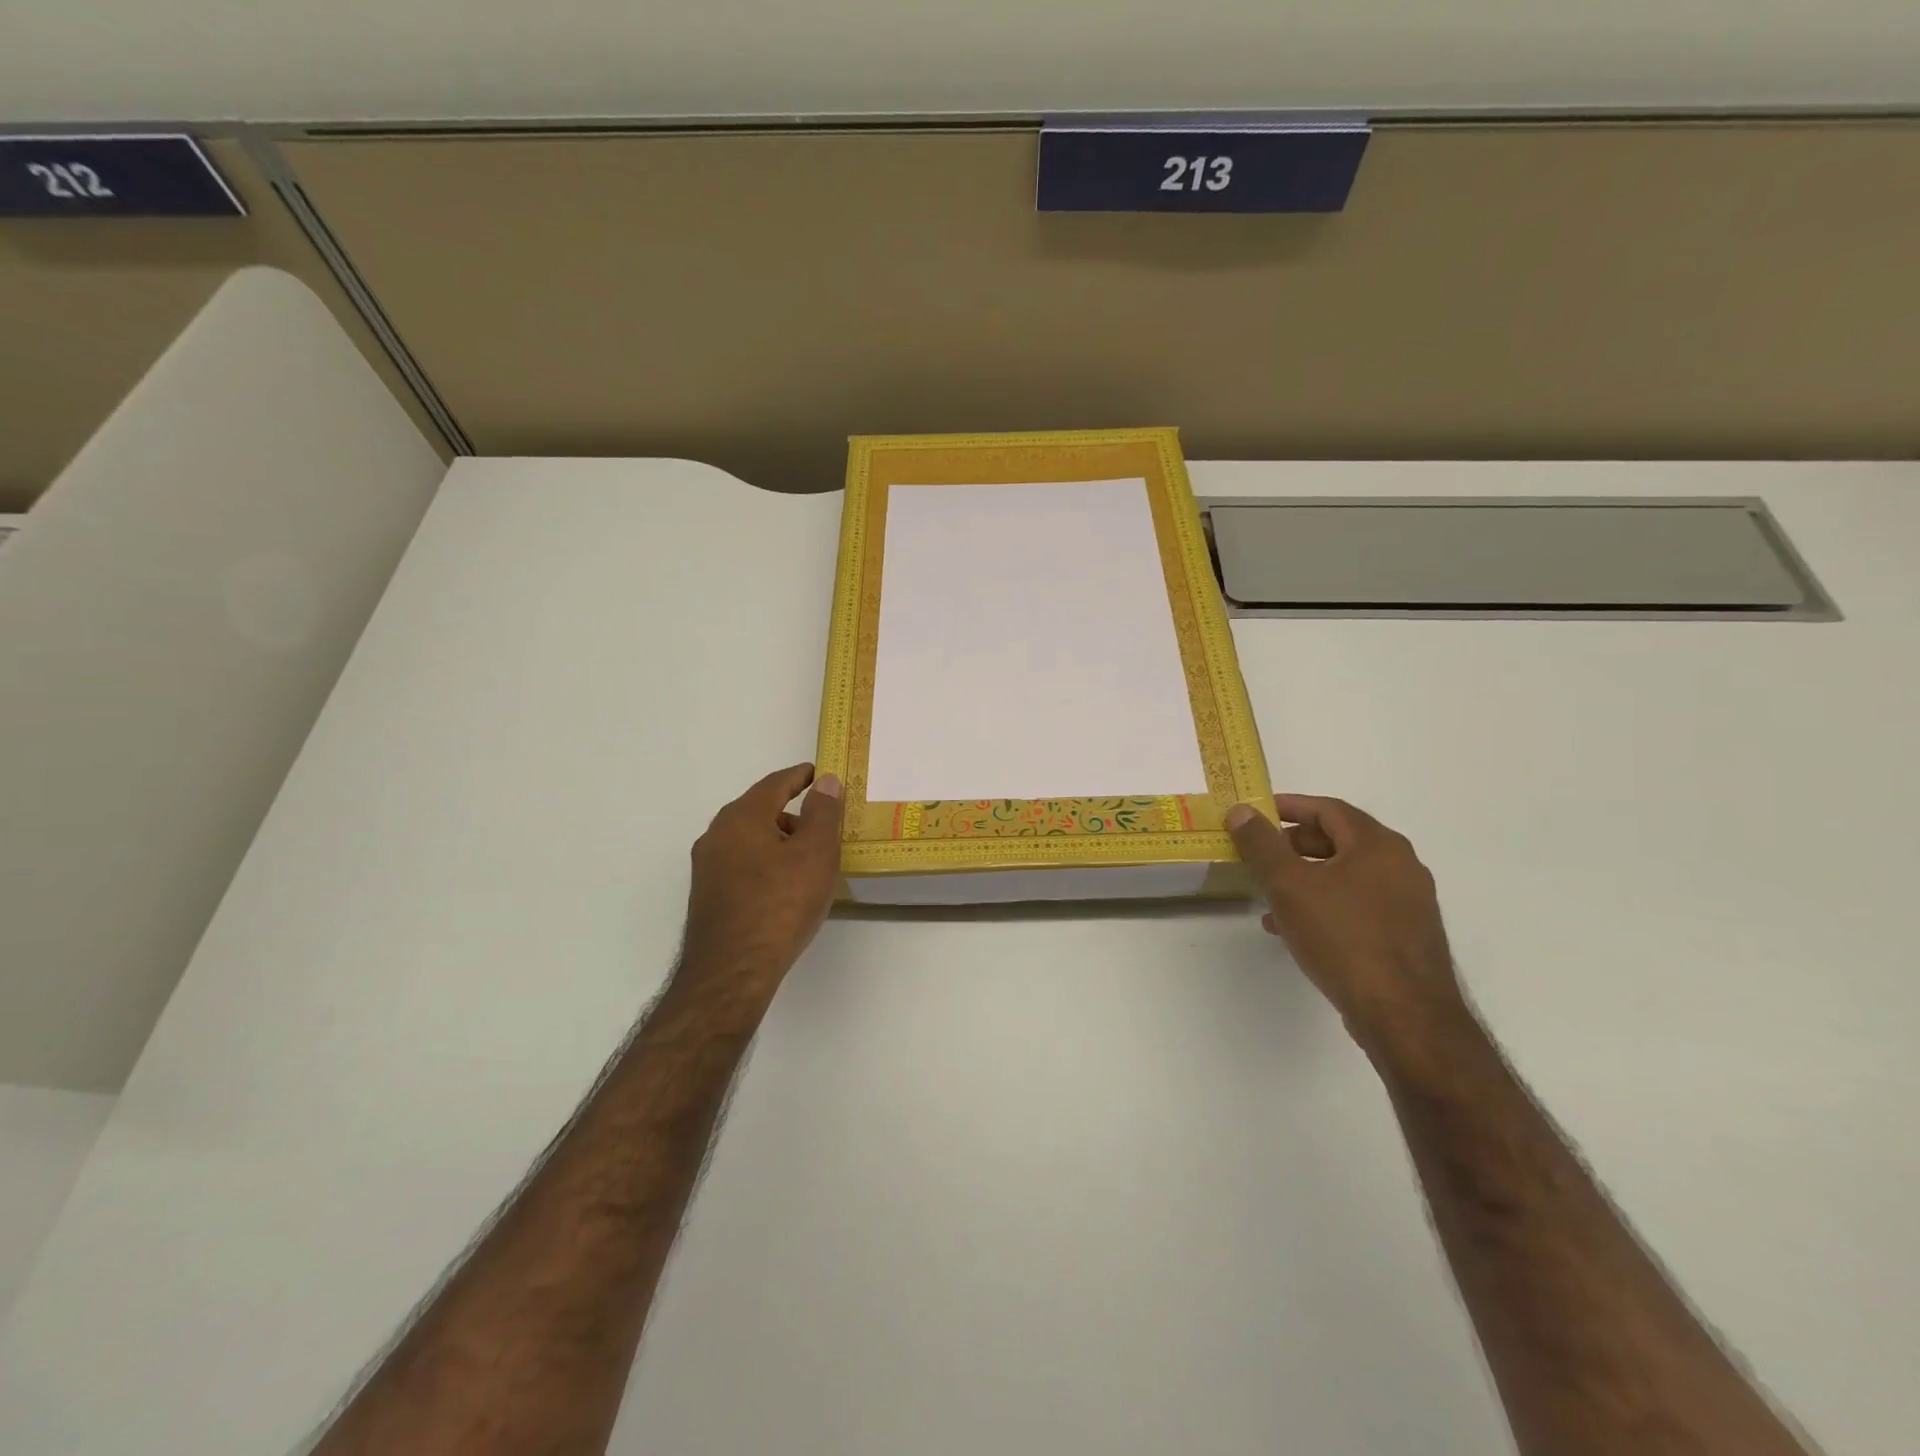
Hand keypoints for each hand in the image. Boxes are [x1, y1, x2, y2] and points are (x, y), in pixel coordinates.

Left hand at [680, 764, 844, 993]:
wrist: (733, 970)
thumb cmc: (780, 904)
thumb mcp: (815, 853)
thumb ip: (823, 812)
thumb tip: (826, 782)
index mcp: (741, 817)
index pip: (775, 784)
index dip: (800, 777)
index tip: (818, 774)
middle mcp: (717, 835)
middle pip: (759, 811)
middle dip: (792, 812)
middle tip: (823, 823)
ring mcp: (707, 867)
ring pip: (749, 840)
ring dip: (778, 841)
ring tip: (809, 860)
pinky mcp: (707, 896)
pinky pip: (742, 865)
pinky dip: (765, 863)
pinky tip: (784, 887)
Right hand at [1226, 795, 1469, 1059]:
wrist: (1404, 1015)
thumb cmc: (1344, 937)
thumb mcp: (1289, 885)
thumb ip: (1262, 844)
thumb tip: (1241, 811)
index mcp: (1378, 845)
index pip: (1328, 809)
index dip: (1290, 806)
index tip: (1256, 813)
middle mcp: (1401, 866)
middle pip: (1339, 841)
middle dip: (1294, 845)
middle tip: (1259, 854)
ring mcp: (1409, 903)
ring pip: (1346, 877)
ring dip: (1306, 879)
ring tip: (1269, 897)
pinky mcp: (1407, 936)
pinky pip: (1358, 906)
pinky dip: (1325, 905)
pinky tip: (1296, 929)